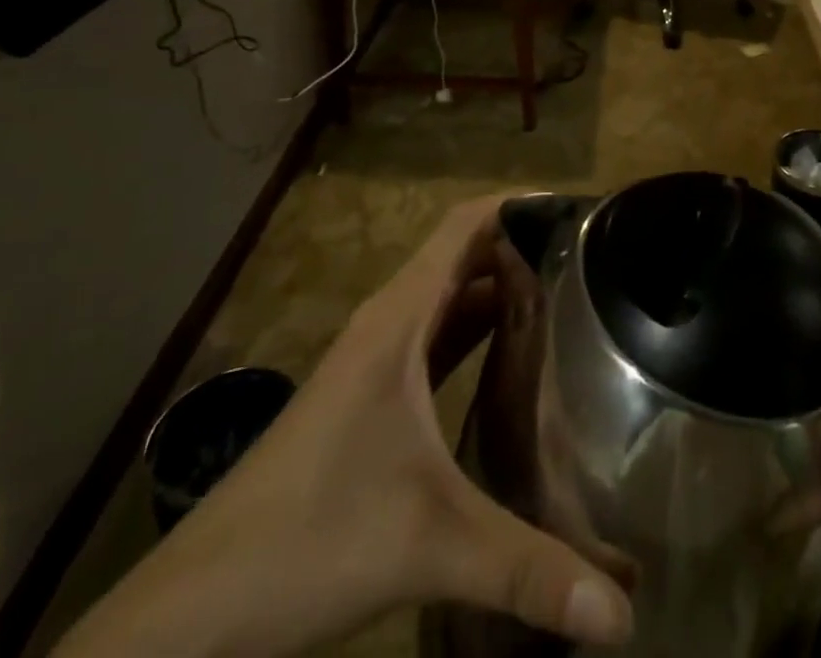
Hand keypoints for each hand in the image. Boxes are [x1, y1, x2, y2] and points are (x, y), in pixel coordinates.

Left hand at [54, 194, 633, 657]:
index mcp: (399, 318)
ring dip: (500, 291)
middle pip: (463, 257)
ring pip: (448, 302)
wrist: (194, 614)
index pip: (464, 225)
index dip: (517, 204)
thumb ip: (529, 570)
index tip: (575, 208)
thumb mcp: (431, 545)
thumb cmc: (311, 539)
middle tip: (590, 260)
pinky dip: (476, 334)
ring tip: (566, 299)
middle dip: (522, 248)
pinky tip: (509, 362)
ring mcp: (374, 363)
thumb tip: (626, 616)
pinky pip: (435, 342)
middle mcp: (388, 324)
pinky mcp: (368, 401)